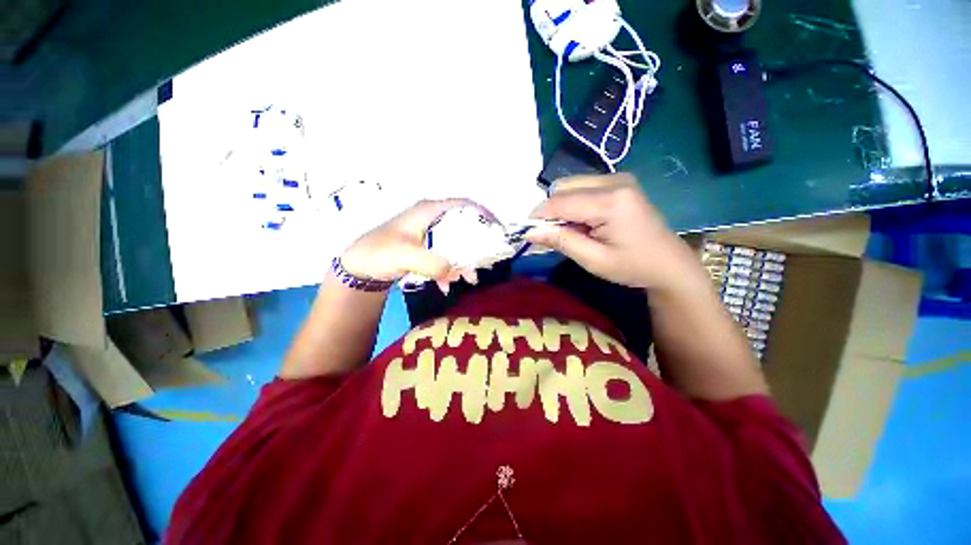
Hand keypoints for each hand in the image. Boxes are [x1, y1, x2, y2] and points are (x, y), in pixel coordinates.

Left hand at [340, 199, 476, 291]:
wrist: (358, 268)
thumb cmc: (378, 253)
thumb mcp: (405, 255)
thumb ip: (434, 262)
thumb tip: (455, 270)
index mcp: (429, 211)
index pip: (464, 205)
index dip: (483, 214)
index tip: (497, 230)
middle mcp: (432, 219)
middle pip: (464, 227)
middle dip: (476, 246)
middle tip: (485, 261)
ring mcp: (429, 235)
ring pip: (456, 244)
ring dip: (463, 262)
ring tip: (469, 279)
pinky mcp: (426, 249)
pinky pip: (445, 257)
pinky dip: (448, 270)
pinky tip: (445, 286)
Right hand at [525, 174, 702, 290]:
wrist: (668, 263)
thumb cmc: (632, 266)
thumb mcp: (593, 260)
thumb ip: (561, 241)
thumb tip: (529, 231)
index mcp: (611, 201)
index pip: (560, 201)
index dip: (539, 216)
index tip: (528, 232)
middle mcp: (614, 180)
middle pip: (563, 187)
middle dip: (551, 210)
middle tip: (555, 234)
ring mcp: (618, 178)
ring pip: (570, 185)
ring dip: (562, 207)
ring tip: (572, 230)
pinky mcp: (618, 182)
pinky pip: (582, 187)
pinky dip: (573, 203)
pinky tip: (584, 221)